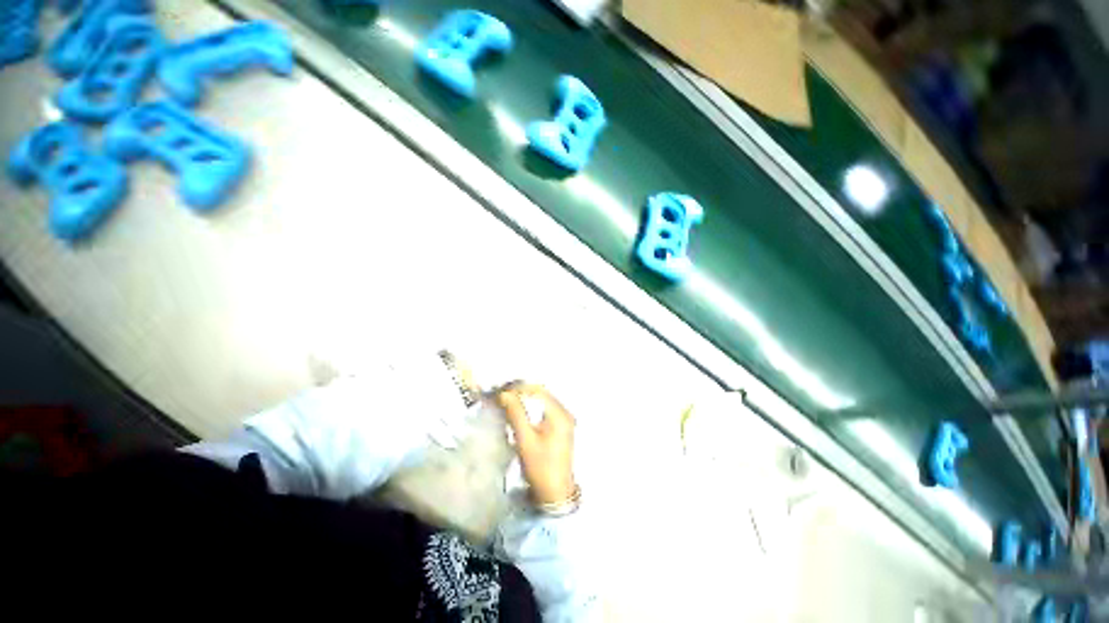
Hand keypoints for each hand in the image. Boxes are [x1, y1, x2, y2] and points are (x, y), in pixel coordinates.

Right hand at [498, 383, 576, 505]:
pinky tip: (520, 411)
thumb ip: (516, 414)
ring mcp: (565, 419)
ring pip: (543, 400)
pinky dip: (532, 407)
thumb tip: (504, 394)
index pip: (538, 391)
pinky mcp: (561, 427)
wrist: (555, 493)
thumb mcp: (525, 440)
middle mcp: (565, 412)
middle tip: (502, 394)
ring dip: (526, 398)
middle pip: (542, 393)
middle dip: (521, 391)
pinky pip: (545, 409)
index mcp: (559, 413)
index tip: (501, 391)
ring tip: (508, 400)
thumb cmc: (540, 467)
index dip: (519, 388)